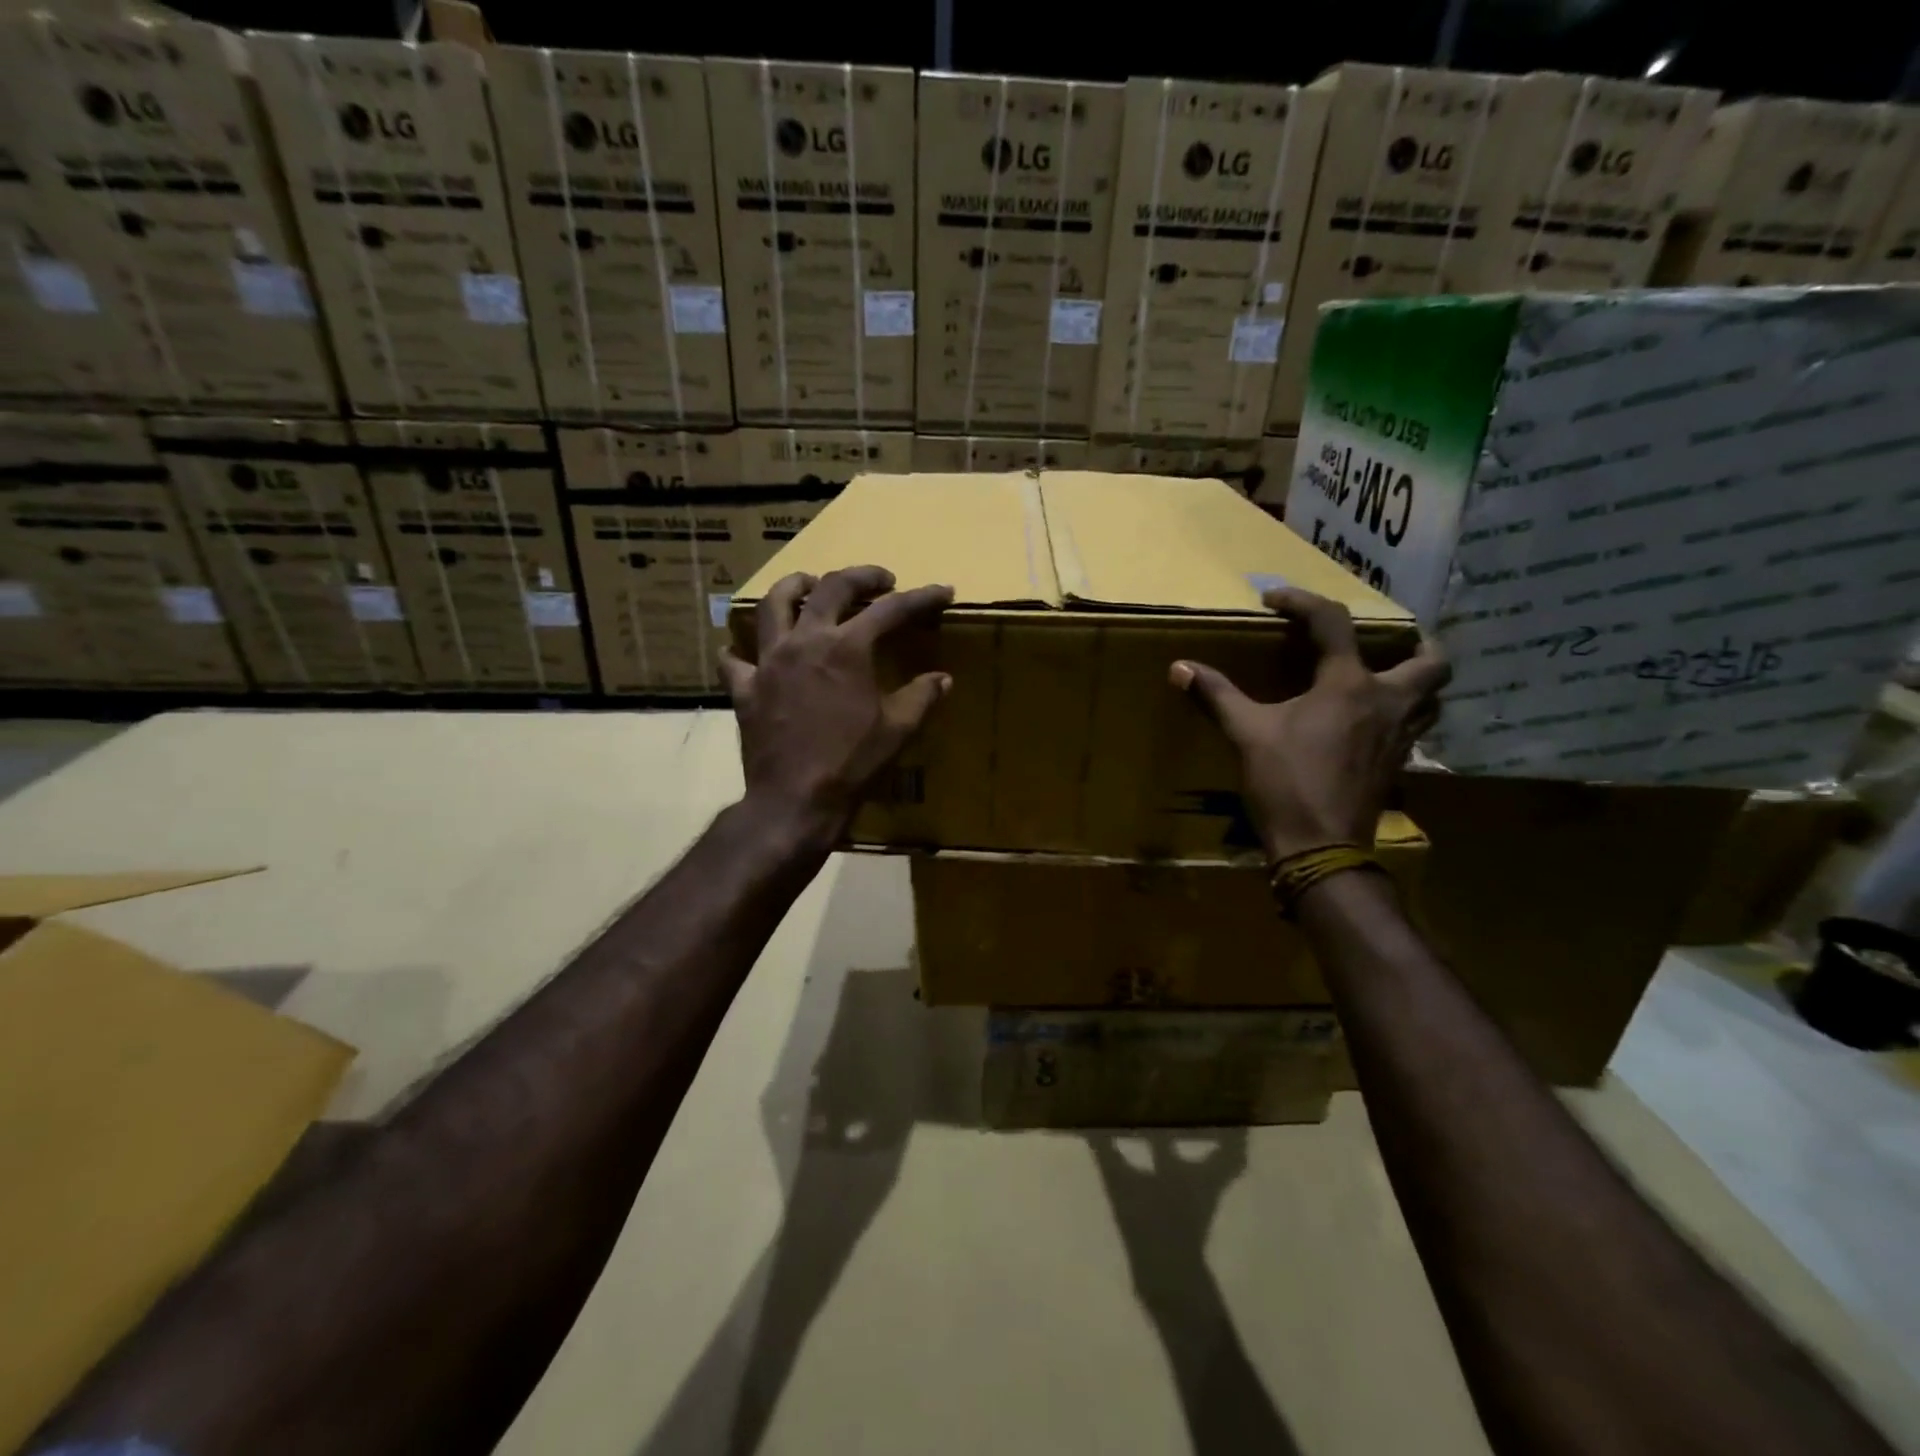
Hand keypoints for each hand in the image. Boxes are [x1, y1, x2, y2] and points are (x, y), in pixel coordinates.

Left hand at [721, 565, 953, 843]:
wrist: (796, 801)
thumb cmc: (853, 764)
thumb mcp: (898, 731)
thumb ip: (922, 697)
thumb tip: (942, 679)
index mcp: (847, 648)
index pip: (891, 610)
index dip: (921, 598)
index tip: (943, 592)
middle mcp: (805, 642)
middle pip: (830, 588)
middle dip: (860, 576)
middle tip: (880, 580)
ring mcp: (768, 662)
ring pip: (773, 605)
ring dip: (795, 587)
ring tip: (809, 586)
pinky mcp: (744, 688)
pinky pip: (735, 660)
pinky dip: (741, 651)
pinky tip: (746, 652)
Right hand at [1169, 588, 1448, 862]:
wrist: (1320, 846)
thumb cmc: (1285, 782)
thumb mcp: (1246, 733)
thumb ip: (1217, 695)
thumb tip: (1179, 668)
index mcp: (1348, 685)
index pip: (1333, 622)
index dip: (1302, 601)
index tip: (1274, 600)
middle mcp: (1386, 702)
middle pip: (1432, 661)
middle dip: (1416, 644)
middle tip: (1387, 641)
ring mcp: (1399, 736)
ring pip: (1432, 697)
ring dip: (1417, 681)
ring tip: (1386, 679)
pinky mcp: (1397, 764)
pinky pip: (1415, 727)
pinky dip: (1403, 715)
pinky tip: (1371, 724)